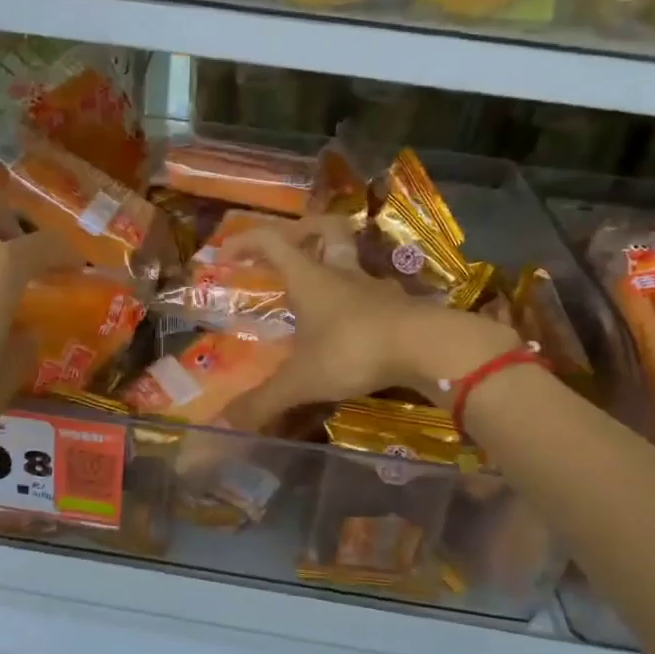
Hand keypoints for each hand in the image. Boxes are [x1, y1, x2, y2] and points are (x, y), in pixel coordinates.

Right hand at [219, 228, 518, 429]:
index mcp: (309, 279)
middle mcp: (342, 274)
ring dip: (335, 268)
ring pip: (353, 263)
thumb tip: (226, 423)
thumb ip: (264, 401)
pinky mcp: (401, 308)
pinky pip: (374, 296)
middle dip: (305, 231)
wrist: (429, 348)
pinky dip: (360, 304)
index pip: (272, 241)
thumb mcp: (301, 380)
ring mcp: (375, 289)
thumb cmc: (354, 350)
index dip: (246, 241)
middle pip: (327, 231)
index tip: (226, 253)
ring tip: (318, 294)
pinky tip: (353, 328)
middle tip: (289, 247)